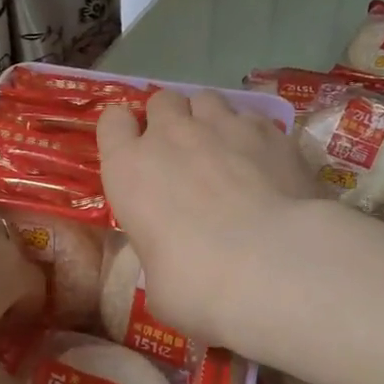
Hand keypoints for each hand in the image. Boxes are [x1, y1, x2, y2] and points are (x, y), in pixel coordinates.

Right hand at [97, 89, 323, 348]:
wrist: (271, 265)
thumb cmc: (197, 284)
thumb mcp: (157, 285)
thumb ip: (158, 255)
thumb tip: (173, 261)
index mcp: (129, 169)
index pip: (112, 121)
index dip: (124, 132)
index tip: (135, 153)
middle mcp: (171, 136)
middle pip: (162, 101)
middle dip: (169, 120)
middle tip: (182, 153)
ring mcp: (223, 125)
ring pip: (206, 98)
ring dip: (208, 118)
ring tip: (224, 149)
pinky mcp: (269, 130)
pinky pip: (250, 116)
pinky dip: (250, 133)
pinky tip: (263, 161)